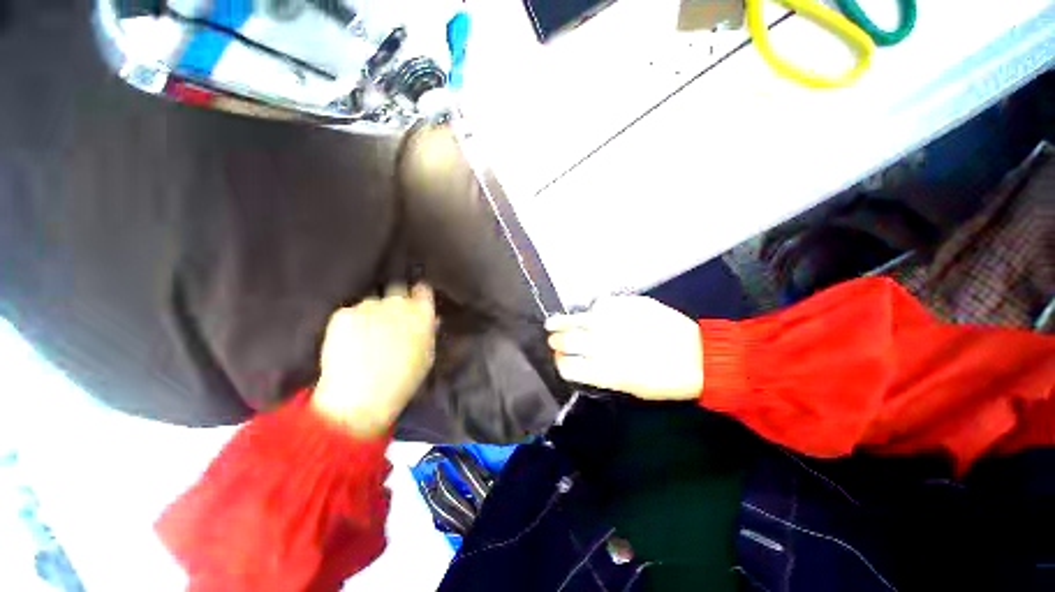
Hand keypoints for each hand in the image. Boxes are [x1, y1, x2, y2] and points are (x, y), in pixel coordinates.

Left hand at [312, 284, 437, 436]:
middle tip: (390, 319)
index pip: (423, 289)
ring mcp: (368, 306)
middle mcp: (397, 303)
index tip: (416, 300)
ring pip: (372, 301)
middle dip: (395, 299)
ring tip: (367, 334)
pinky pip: (351, 312)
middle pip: (397, 288)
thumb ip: (429, 332)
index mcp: (421, 313)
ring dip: (373, 312)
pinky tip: (350, 341)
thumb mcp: (426, 356)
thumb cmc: (404, 380)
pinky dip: (352, 323)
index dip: (419, 294)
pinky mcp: (343, 314)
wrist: (360, 398)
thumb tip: (432, 319)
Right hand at [546, 296, 703, 401]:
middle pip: (569, 341)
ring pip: (579, 320)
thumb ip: (603, 374)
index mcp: (608, 372)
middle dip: (556, 342)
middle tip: (552, 339)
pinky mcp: (630, 306)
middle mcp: (608, 346)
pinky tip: (594, 313)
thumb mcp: (632, 388)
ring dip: (562, 322)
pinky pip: (602, 304)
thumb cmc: (666, 381)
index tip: (559, 361)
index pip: (570, 367)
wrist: (701, 357)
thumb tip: (582, 361)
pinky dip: (594, 310)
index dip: (560, 364)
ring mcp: (618, 323)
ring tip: (553, 323)